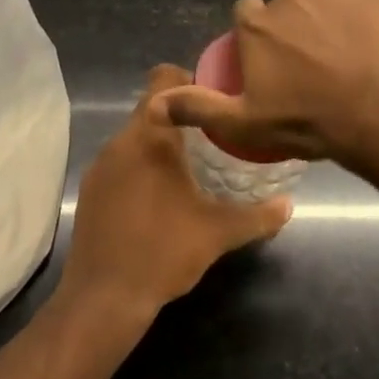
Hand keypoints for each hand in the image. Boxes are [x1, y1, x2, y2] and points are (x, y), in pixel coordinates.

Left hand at [61, 65, 289, 324]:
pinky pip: (120, 161)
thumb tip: (288, 205)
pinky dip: (140, 167)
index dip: (190, 80)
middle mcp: (120, 141)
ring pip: (135, 136)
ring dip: (160, 144)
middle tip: (213, 136)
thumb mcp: (218, 232)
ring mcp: (100, 165)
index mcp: (151, 136)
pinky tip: (158, 196)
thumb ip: (257, 215)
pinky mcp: (89, 190)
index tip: (215, 99)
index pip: (164, 78)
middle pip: (152, 108)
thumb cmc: (163, 252)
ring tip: (190, 166)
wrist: (102, 299)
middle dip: (181, 117)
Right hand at [151, 0, 378, 164]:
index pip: (245, 13)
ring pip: (319, 4)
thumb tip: (155, 102)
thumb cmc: (307, 119)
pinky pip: (354, 3)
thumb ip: (198, 108)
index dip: (255, 36)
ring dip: (324, 23)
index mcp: (257, 24)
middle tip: (308, 68)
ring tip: (342, 60)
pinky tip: (366, 49)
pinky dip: (356, 20)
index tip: (268, 63)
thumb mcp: (244, 123)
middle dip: (290, 30)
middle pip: (283, 9)